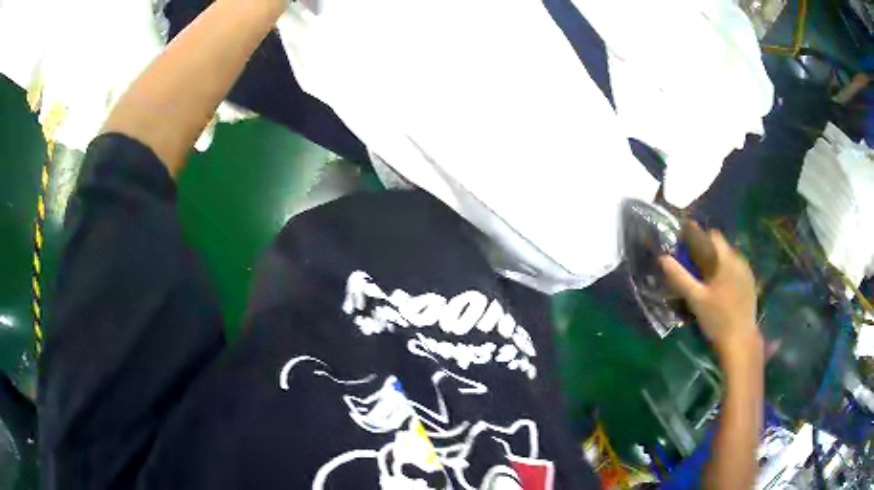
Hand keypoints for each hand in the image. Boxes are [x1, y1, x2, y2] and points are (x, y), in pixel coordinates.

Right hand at [659, 230, 761, 361]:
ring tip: (707, 282)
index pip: (713, 235)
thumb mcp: (695, 299)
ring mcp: (747, 274)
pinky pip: (737, 272)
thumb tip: (663, 258)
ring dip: (718, 264)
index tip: (687, 249)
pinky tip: (721, 292)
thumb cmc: (717, 318)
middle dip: (707, 253)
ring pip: (730, 260)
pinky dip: (727, 275)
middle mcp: (740, 261)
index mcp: (727, 259)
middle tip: (694, 269)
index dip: (699, 238)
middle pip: (721, 247)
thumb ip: (679, 277)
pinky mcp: (751, 286)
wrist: (740, 341)